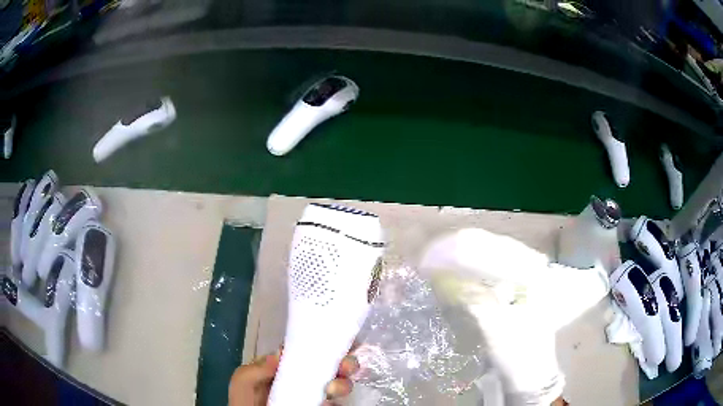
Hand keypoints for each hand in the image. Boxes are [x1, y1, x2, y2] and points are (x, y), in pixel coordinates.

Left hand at [229, 349, 359, 405]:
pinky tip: (327, 403)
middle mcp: (305, 378)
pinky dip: (337, 403)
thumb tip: (280, 354)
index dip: (327, 344)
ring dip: (343, 384)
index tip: (339, 344)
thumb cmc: (246, 401)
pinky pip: (336, 404)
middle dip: (345, 363)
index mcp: (287, 366)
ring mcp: (314, 395)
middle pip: (332, 366)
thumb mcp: (244, 381)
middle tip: (345, 368)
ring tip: (333, 390)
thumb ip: (257, 369)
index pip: (310, 350)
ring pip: (339, 385)